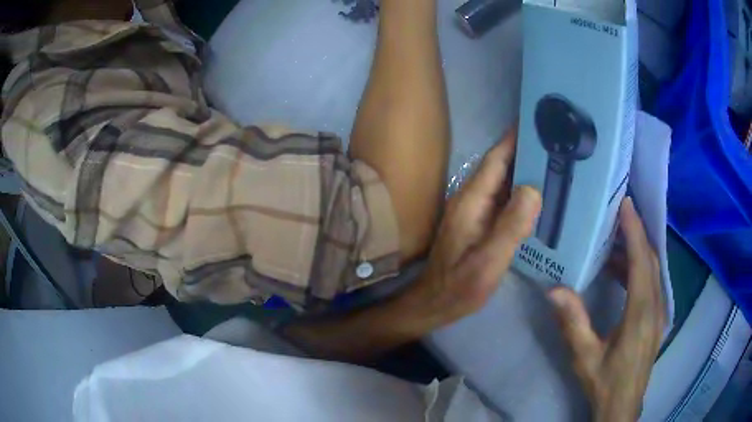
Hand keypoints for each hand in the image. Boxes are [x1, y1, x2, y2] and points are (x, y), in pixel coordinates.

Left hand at [407, 128, 541, 325]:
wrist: (436, 303)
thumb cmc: (460, 286)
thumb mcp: (488, 261)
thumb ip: (510, 227)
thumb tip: (533, 189)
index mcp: (472, 201)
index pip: (495, 160)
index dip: (514, 139)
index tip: (536, 121)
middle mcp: (472, 199)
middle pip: (500, 166)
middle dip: (524, 150)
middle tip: (554, 141)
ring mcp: (475, 211)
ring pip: (503, 181)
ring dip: (524, 169)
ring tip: (552, 161)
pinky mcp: (480, 223)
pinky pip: (504, 199)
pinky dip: (521, 191)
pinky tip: (538, 195)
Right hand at [548, 198, 664, 421]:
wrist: (623, 406)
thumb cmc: (605, 382)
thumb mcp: (585, 356)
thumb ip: (573, 323)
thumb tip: (554, 289)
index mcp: (641, 312)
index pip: (641, 262)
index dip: (635, 231)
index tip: (626, 204)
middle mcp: (655, 306)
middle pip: (651, 260)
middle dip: (637, 233)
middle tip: (618, 214)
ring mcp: (659, 312)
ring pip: (653, 271)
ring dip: (637, 251)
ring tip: (615, 240)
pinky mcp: (657, 319)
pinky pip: (652, 283)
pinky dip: (639, 269)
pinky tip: (621, 272)